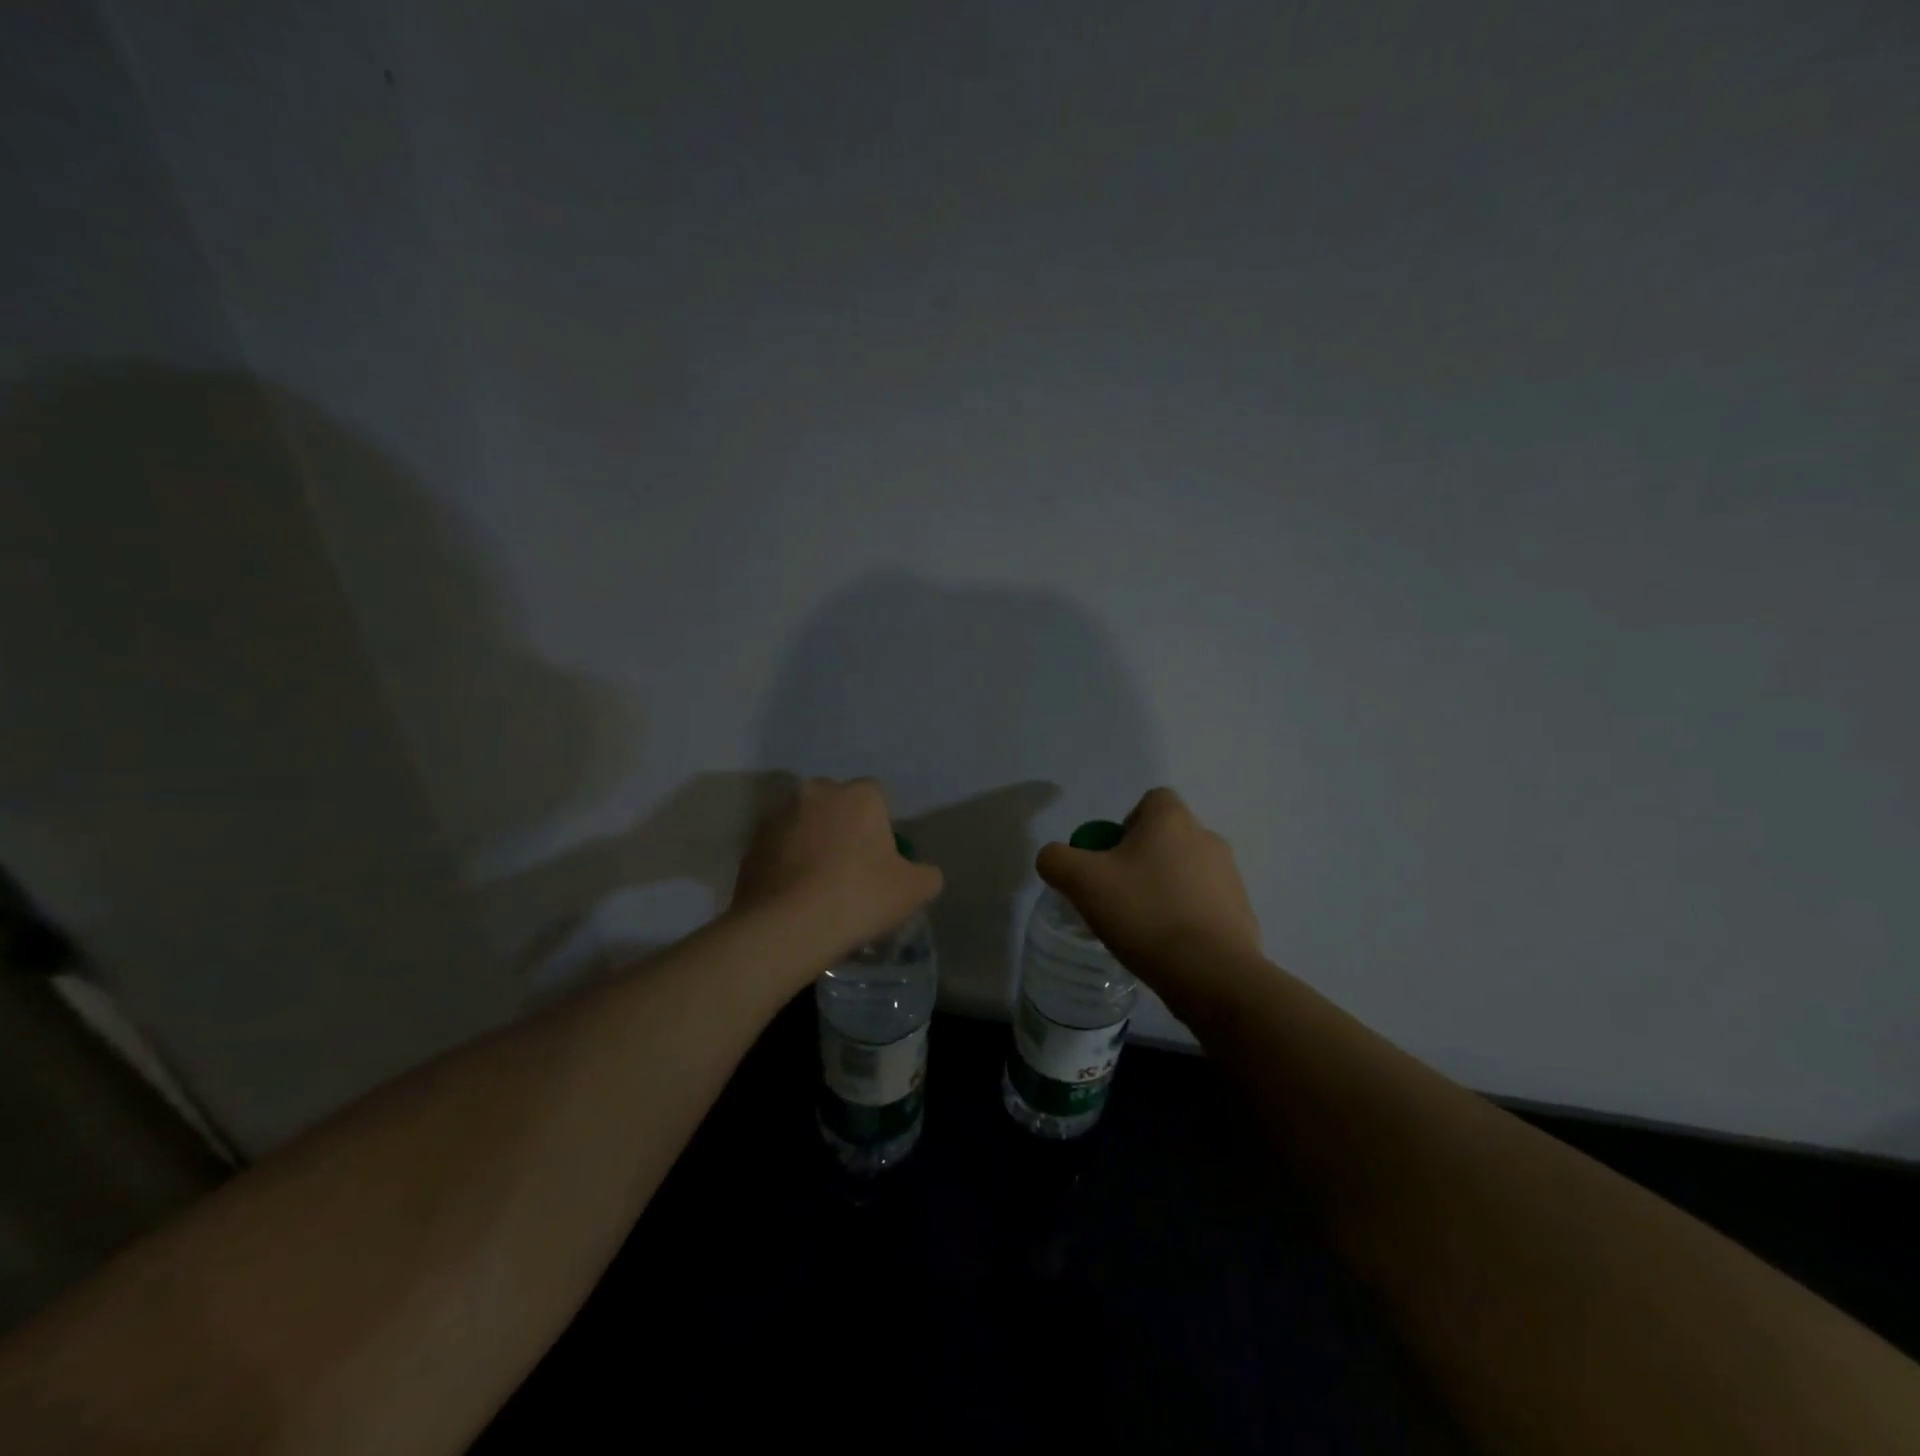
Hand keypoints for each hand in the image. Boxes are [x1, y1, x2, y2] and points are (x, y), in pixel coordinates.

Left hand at [732, 777, 942, 967]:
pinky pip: (778, 848)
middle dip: (842, 826)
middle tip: (849, 868)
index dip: (879, 826)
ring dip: (811, 842)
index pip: (876, 797)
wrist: (787, 928)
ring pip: (803, 823)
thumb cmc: (859, 898)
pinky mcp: (751, 844)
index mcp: (859, 795)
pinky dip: (785, 863)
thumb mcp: (915, 891)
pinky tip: (793, 895)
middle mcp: (816, 792)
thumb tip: (920, 872)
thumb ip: (925, 874)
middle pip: (836, 804)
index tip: (879, 858)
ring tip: (817, 885)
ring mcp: (778, 816)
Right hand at [1037, 788, 1261, 994]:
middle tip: (1117, 896)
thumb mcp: (1081, 882)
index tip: (1109, 860)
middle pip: (1166, 838)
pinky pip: (1204, 905)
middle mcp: (1207, 838)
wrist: (1211, 973)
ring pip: (1185, 872)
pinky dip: (1185, 918)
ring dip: (1163, 890)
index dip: (1124, 825)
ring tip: (1142, 927)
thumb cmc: (1144, 913)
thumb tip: (1054, 858)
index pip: (1150, 801)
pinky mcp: (1241, 913)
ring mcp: (1230, 876)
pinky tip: (1168, 946)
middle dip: (1141, 862)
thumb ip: (1057, 860)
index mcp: (1172, 819)